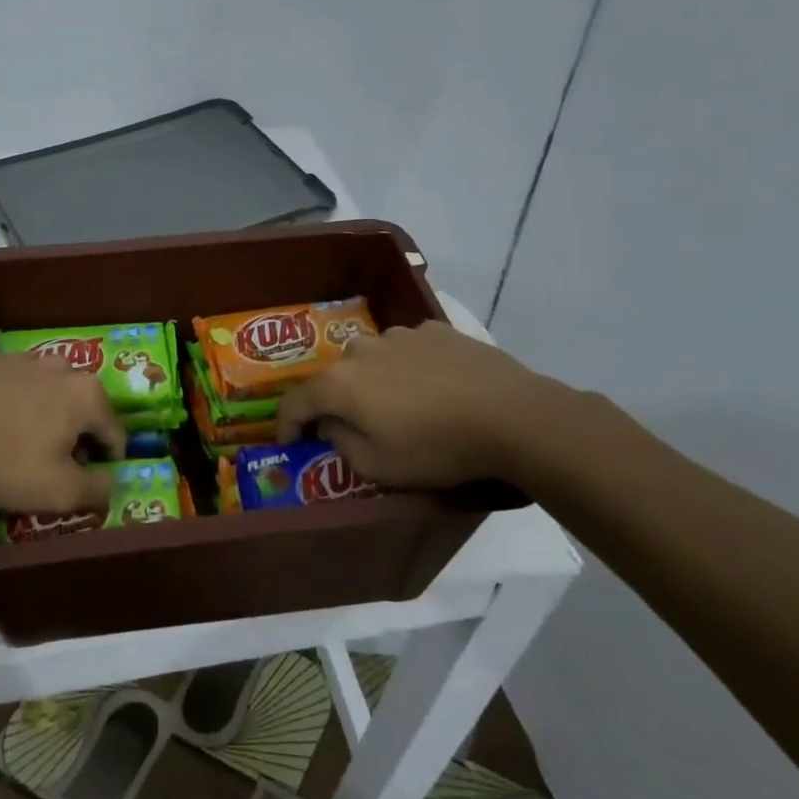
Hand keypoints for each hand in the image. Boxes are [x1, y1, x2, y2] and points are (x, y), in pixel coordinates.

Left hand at [0, 346, 124, 513]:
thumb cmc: (4, 460)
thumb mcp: (59, 492)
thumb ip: (96, 490)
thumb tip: (111, 485)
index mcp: (85, 394)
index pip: (114, 431)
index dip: (109, 460)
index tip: (93, 480)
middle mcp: (57, 366)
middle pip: (78, 404)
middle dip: (73, 431)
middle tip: (53, 463)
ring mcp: (15, 356)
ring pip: (39, 388)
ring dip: (37, 411)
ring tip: (14, 441)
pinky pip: (0, 381)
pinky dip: (0, 399)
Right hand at [276, 321, 568, 488]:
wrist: (512, 416)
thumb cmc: (437, 448)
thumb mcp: (378, 468)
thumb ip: (340, 444)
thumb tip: (329, 425)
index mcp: (340, 383)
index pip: (296, 401)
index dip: (287, 424)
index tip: (290, 442)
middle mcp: (361, 349)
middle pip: (336, 378)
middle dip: (338, 402)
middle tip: (357, 427)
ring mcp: (399, 334)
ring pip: (372, 360)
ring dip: (375, 381)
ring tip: (404, 406)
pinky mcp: (434, 330)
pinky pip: (408, 350)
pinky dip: (409, 368)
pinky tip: (435, 388)